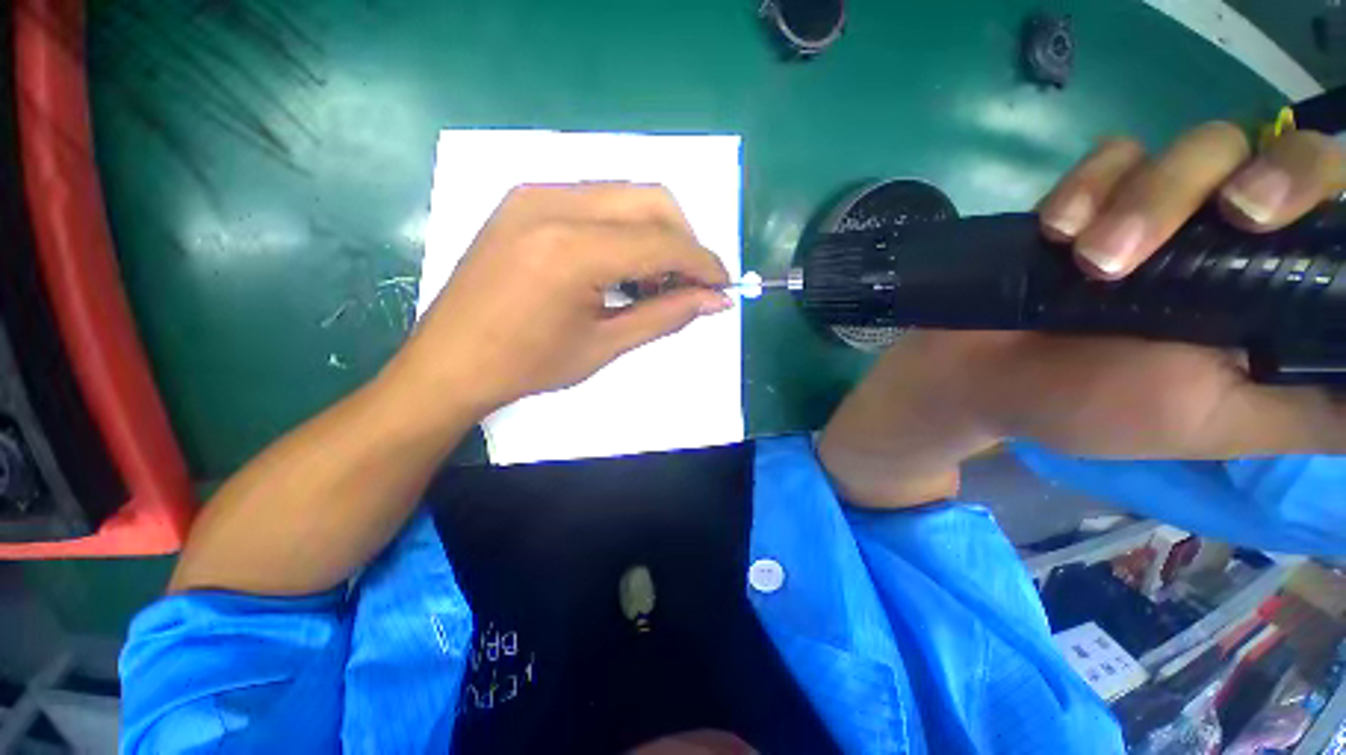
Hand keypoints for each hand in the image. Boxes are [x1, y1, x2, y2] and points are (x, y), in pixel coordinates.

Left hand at [387, 184, 732, 415]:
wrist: (449, 361)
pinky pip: (597, 199)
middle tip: (687, 285)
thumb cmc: (527, 365)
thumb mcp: (605, 346)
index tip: (723, 287)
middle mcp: (554, 204)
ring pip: (626, 194)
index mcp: (572, 250)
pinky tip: (620, 265)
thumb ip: (666, 316)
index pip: (663, 242)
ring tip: (654, 281)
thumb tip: (716, 301)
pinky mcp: (525, 198)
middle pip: (652, 200)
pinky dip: (624, 228)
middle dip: (684, 241)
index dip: (703, 264)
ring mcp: (534, 194)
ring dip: (655, 233)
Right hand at [977, 123, 1344, 456]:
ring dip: (1152, 198)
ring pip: (1200, 145)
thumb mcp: (1220, 424)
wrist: (977, 379)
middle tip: (1239, 214)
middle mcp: (1232, 238)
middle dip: (1273, 172)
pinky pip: (1111, 155)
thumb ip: (1315, 412)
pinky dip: (1088, 184)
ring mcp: (1160, 210)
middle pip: (1289, 154)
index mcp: (1273, 293)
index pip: (1341, 216)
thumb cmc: (1091, 408)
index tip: (1298, 225)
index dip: (1334, 196)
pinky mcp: (1092, 198)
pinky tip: (1057, 232)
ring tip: (1093, 262)